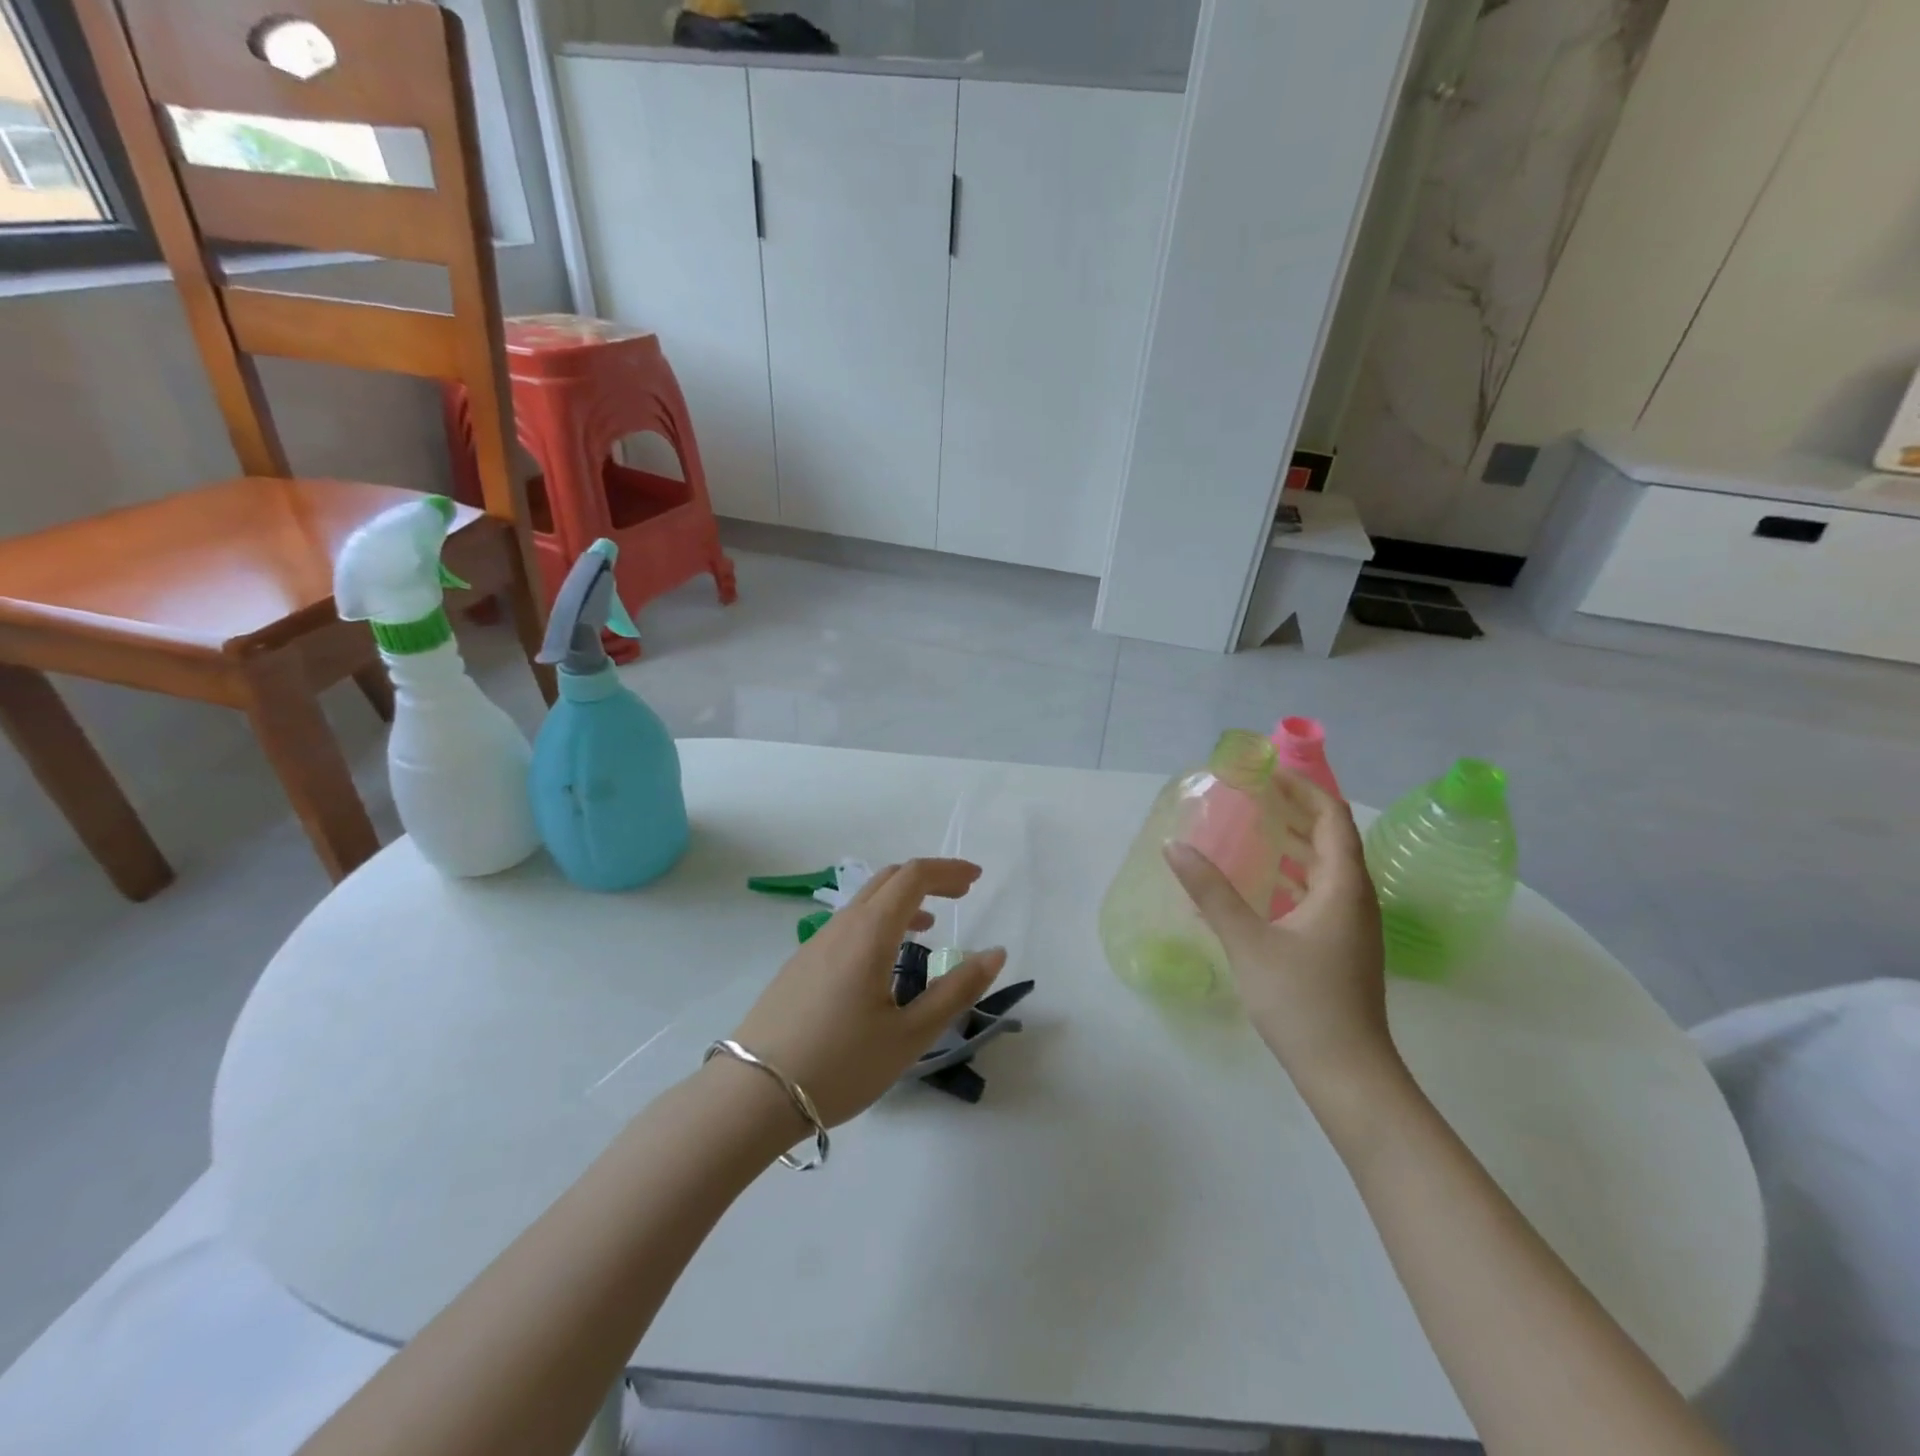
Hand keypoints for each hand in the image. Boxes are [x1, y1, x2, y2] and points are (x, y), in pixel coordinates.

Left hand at [729, 858, 1006, 1126]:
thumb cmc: (839, 1066)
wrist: (751, 1097)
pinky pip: (847, 925)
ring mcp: (814, 945)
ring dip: (902, 901)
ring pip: (864, 902)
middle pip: (888, 880)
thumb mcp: (909, 1036)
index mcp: (869, 933)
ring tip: (929, 926)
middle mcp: (840, 927)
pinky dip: (878, 922)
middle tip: (961, 895)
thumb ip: (956, 990)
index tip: (977, 879)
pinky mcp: (799, 966)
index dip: (948, 870)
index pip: (913, 877)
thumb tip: (995, 953)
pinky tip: (884, 961)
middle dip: (929, 879)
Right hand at [1164, 781, 1397, 1098]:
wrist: (1347, 1073)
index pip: (1332, 818)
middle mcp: (1355, 898)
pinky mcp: (1342, 947)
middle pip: (1333, 838)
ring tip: (1257, 827)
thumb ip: (1211, 892)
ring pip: (1328, 868)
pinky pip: (1321, 892)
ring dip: (1297, 842)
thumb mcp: (1248, 941)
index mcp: (1343, 887)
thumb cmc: (1302, 1001)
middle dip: (1298, 811)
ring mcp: (1352, 926)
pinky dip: (1295, 874)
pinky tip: (1264, 884)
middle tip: (1256, 794)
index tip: (1270, 772)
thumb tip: (1174, 846)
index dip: (1305, 789)